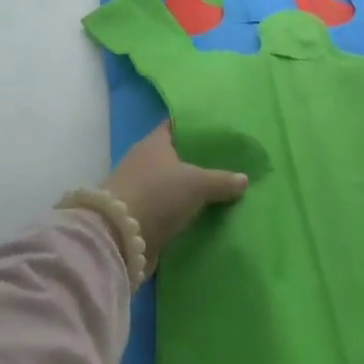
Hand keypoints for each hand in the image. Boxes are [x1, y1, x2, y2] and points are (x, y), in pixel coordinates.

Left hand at [106, 122, 248, 266]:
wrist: (119, 238)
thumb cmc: (158, 195)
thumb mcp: (197, 184)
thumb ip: (222, 180)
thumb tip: (244, 179)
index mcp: (154, 143)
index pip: (175, 125)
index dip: (194, 126)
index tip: (217, 129)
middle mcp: (143, 160)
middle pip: (174, 155)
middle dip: (196, 159)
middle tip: (225, 161)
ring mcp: (138, 188)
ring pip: (170, 182)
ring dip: (188, 187)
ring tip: (218, 187)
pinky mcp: (138, 214)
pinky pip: (166, 206)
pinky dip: (180, 208)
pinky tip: (201, 212)